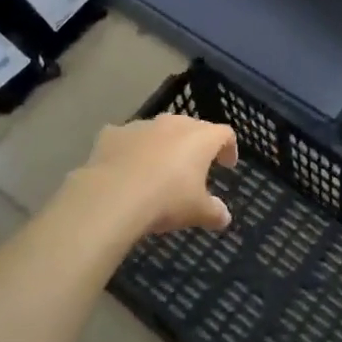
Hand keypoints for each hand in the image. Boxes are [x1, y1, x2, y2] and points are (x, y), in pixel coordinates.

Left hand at [77, 113, 238, 237]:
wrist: (112, 196)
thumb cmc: (166, 200)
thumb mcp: (197, 212)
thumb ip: (214, 212)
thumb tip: (224, 217)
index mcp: (200, 138)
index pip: (224, 133)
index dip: (228, 148)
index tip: (227, 164)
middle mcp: (173, 123)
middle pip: (190, 127)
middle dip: (194, 145)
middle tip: (193, 166)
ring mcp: (140, 125)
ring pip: (157, 131)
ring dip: (162, 146)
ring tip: (158, 170)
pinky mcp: (112, 133)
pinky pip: (126, 139)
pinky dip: (130, 150)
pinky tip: (125, 169)